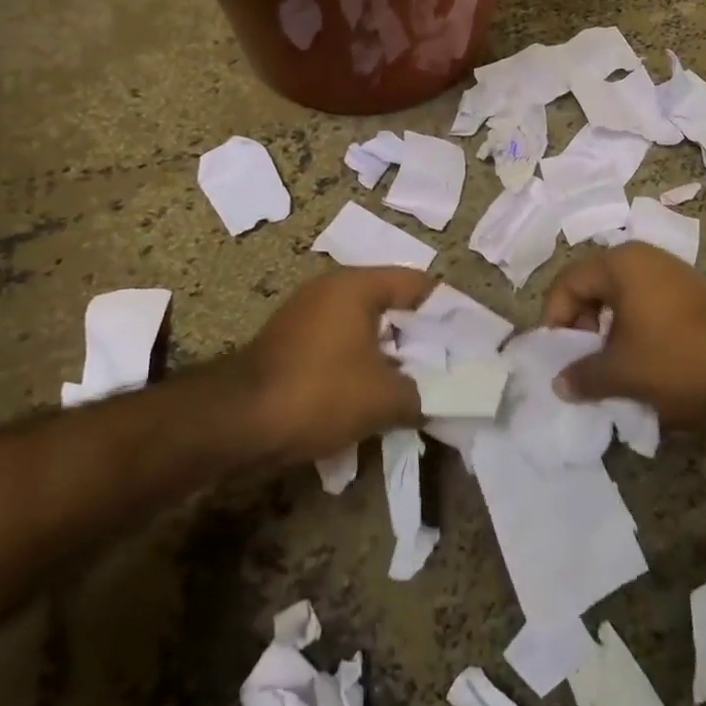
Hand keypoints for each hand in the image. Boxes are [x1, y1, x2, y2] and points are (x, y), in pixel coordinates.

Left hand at [233, 267, 430, 465]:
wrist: (237, 421)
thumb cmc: (320, 392)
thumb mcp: (383, 399)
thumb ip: (421, 395)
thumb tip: (436, 399)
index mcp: (357, 285)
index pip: (417, 284)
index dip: (447, 310)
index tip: (467, 338)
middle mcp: (331, 288)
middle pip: (391, 302)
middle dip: (419, 335)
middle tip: (446, 364)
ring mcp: (306, 313)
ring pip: (364, 326)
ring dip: (389, 352)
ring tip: (414, 382)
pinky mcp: (290, 340)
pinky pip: (340, 343)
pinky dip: (361, 361)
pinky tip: (372, 392)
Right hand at [542, 245, 705, 427]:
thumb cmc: (680, 360)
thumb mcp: (623, 373)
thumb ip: (583, 375)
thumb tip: (559, 383)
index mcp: (619, 264)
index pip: (567, 283)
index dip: (555, 319)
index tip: (558, 356)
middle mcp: (640, 257)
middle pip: (591, 286)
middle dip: (581, 326)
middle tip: (582, 362)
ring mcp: (667, 272)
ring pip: (618, 297)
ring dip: (606, 331)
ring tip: (609, 368)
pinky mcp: (687, 291)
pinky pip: (643, 304)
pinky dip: (632, 329)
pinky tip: (640, 361)